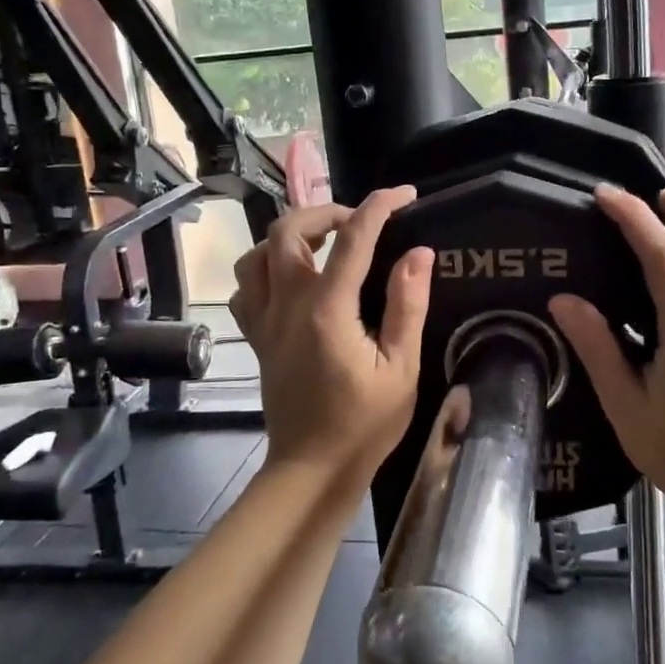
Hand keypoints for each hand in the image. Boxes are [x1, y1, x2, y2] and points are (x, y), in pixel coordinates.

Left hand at [229, 186, 433, 487]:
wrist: (312, 469)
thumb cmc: (365, 424)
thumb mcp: (401, 369)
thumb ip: (408, 306)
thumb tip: (418, 252)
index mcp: (328, 311)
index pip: (353, 238)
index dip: (379, 206)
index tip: (404, 194)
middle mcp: (287, 305)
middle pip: (288, 229)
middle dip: (326, 211)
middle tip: (359, 223)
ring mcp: (264, 320)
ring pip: (257, 252)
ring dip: (290, 235)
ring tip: (323, 243)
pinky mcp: (256, 336)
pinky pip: (246, 286)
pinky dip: (265, 268)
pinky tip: (291, 278)